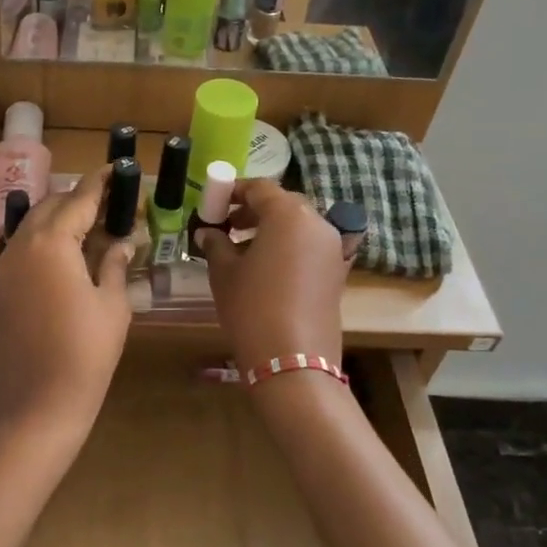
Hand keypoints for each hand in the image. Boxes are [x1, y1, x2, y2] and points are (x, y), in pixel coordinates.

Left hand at [0, 167, 134, 438]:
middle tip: (112, 203)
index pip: (79, 199)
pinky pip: (23, 246)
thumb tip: (122, 241)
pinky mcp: (1, 287)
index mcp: (52, 242)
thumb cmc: (86, 352)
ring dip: (61, 217)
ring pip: (34, 224)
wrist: (38, 403)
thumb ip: (116, 263)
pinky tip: (68, 253)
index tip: (118, 168)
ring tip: (93, 225)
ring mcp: (6, 266)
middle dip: (81, 198)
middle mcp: (22, 244)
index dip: (100, 182)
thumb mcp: (113, 304)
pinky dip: (46, 239)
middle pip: (52, 205)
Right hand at [193, 181, 349, 373]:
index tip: (214, 204)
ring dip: (271, 229)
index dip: (233, 191)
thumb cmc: (252, 306)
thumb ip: (216, 244)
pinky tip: (267, 269)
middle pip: (283, 204)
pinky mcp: (338, 272)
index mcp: (288, 214)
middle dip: (253, 210)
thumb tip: (208, 233)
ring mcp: (332, 248)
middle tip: (227, 226)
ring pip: (298, 225)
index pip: (260, 188)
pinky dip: (289, 247)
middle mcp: (317, 223)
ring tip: (244, 250)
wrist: (292, 359)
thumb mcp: (224, 272)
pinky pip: (310, 247)